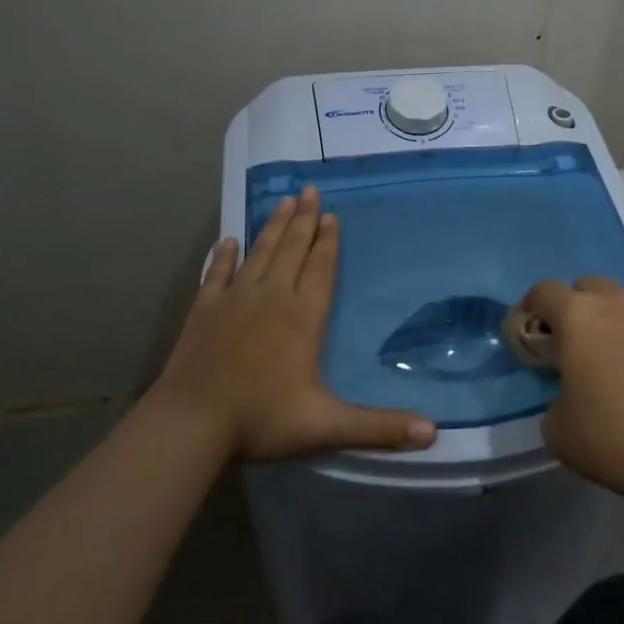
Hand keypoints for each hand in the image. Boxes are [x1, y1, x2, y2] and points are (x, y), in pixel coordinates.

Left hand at [152, 186, 438, 461]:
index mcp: (302, 317)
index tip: (332, 214)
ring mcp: (234, 300)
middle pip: (292, 250)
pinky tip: (228, 242)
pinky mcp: (204, 310)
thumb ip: (379, 428)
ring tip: (283, 201)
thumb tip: (433, 432)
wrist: (191, 423)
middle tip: (309, 190)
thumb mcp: (327, 426)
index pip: (320, 269)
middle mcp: (271, 297)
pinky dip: (224, 256)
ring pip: (259, 253)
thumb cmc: (261, 420)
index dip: (328, 242)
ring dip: (272, 227)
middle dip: (304, 220)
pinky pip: (217, 274)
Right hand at [519, 276, 623, 502]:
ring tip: (617, 358)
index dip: (530, 310)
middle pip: (586, 287)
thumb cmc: (617, 440)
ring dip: (611, 320)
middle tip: (575, 347)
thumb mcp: (558, 430)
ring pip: (623, 301)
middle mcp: (616, 301)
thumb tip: (567, 389)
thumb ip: (552, 394)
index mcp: (578, 317)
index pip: (543, 292)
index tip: (530, 337)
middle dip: (574, 310)